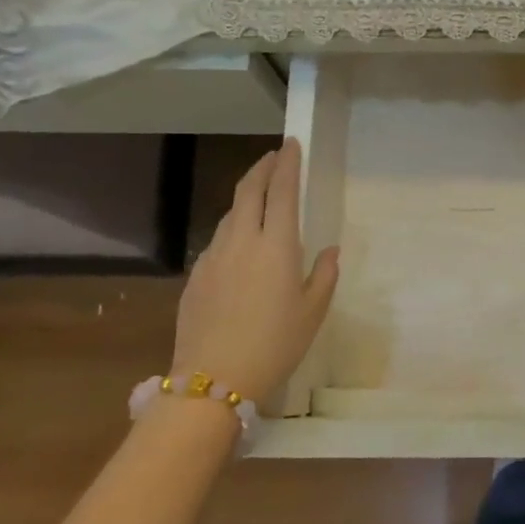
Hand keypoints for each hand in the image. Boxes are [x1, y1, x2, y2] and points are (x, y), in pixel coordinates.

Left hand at [171, 140, 339, 402]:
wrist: (213, 379)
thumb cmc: (275, 344)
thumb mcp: (312, 312)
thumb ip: (323, 274)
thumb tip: (329, 251)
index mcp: (275, 245)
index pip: (280, 190)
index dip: (286, 164)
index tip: (290, 144)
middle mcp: (241, 240)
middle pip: (248, 190)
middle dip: (262, 168)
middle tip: (274, 157)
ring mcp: (213, 257)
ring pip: (230, 214)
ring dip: (246, 198)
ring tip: (260, 199)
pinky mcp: (195, 276)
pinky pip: (218, 241)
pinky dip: (233, 229)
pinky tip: (240, 246)